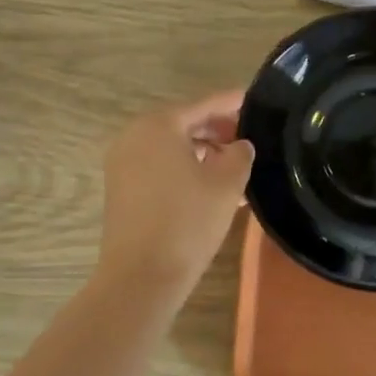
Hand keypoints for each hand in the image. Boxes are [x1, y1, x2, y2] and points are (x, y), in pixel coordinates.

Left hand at [96, 89, 255, 297]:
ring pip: (171, 148)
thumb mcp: (227, 184)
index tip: (254, 99)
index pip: (204, 105)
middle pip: (184, 124)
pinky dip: (184, 169)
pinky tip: (211, 187)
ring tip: (235, 167)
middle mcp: (134, 136)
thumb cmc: (188, 222)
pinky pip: (158, 167)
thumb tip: (239, 145)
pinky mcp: (121, 189)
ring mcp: (123, 163)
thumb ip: (240, 154)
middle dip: (217, 130)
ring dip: (203, 153)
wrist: (141, 276)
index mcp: (159, 125)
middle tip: (249, 138)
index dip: (232, 103)